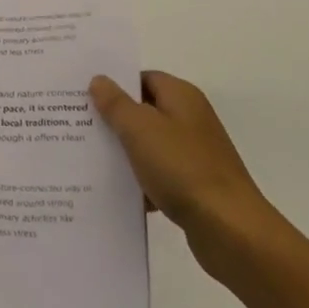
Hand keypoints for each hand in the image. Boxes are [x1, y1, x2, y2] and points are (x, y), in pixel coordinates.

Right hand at [90, 71, 273, 271]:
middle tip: (78, 127)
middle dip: (114, 120)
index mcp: (181, 96)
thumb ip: (116, 104)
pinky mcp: (194, 185)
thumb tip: (99, 79)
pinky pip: (159, 175)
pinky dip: (141, 182)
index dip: (114, 85)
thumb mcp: (140, 130)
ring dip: (125, 154)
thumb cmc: (183, 168)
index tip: (83, 96)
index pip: (142, 78)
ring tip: (88, 161)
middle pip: (144, 111)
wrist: (230, 229)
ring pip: (149, 145)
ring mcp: (194, 153)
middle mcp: (190, 119)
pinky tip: (117, 194)